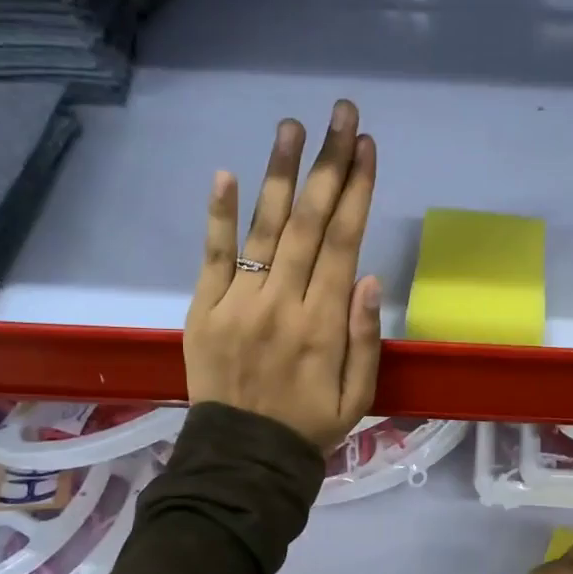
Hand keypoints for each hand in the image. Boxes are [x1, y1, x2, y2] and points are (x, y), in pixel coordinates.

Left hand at [185, 99, 381, 450]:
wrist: (244, 459)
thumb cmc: (309, 427)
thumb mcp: (358, 397)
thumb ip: (365, 339)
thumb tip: (369, 277)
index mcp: (324, 325)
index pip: (344, 243)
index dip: (357, 191)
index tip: (366, 146)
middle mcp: (282, 304)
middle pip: (309, 223)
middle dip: (328, 165)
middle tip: (340, 114)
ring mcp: (238, 304)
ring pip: (264, 229)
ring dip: (279, 174)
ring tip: (292, 126)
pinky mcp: (203, 310)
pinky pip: (213, 257)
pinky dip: (219, 216)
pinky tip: (226, 174)